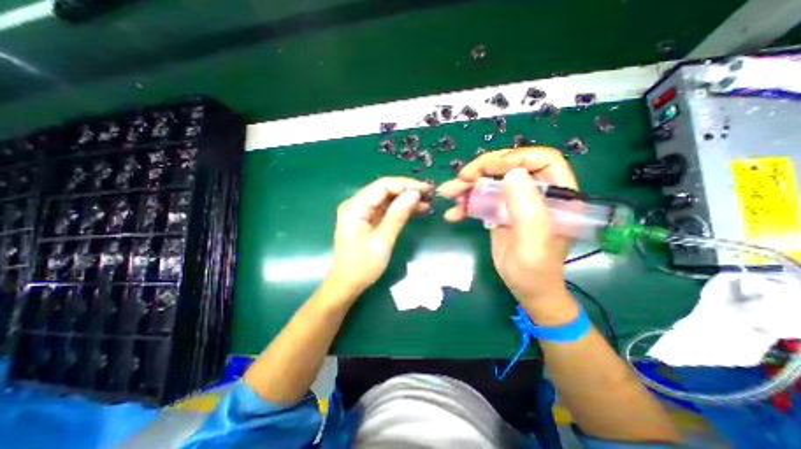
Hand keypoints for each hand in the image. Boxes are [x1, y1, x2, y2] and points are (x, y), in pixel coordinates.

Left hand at [327, 178, 431, 295]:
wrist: (347, 284)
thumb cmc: (362, 267)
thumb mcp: (382, 241)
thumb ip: (397, 215)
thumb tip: (414, 194)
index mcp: (355, 207)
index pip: (382, 186)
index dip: (405, 184)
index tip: (426, 189)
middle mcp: (356, 204)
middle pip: (384, 190)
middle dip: (407, 191)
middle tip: (429, 195)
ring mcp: (361, 212)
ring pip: (387, 199)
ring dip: (406, 199)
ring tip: (427, 202)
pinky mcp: (367, 220)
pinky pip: (385, 209)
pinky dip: (400, 209)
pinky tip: (416, 210)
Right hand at [437, 148, 575, 302]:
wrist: (526, 289)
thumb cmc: (535, 271)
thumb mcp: (533, 243)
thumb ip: (527, 209)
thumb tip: (512, 173)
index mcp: (556, 195)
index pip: (542, 161)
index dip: (514, 158)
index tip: (488, 169)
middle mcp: (535, 193)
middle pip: (508, 168)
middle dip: (482, 170)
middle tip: (460, 179)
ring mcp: (515, 201)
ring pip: (490, 182)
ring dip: (467, 186)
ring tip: (448, 193)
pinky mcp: (499, 211)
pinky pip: (481, 199)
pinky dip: (465, 204)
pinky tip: (453, 214)